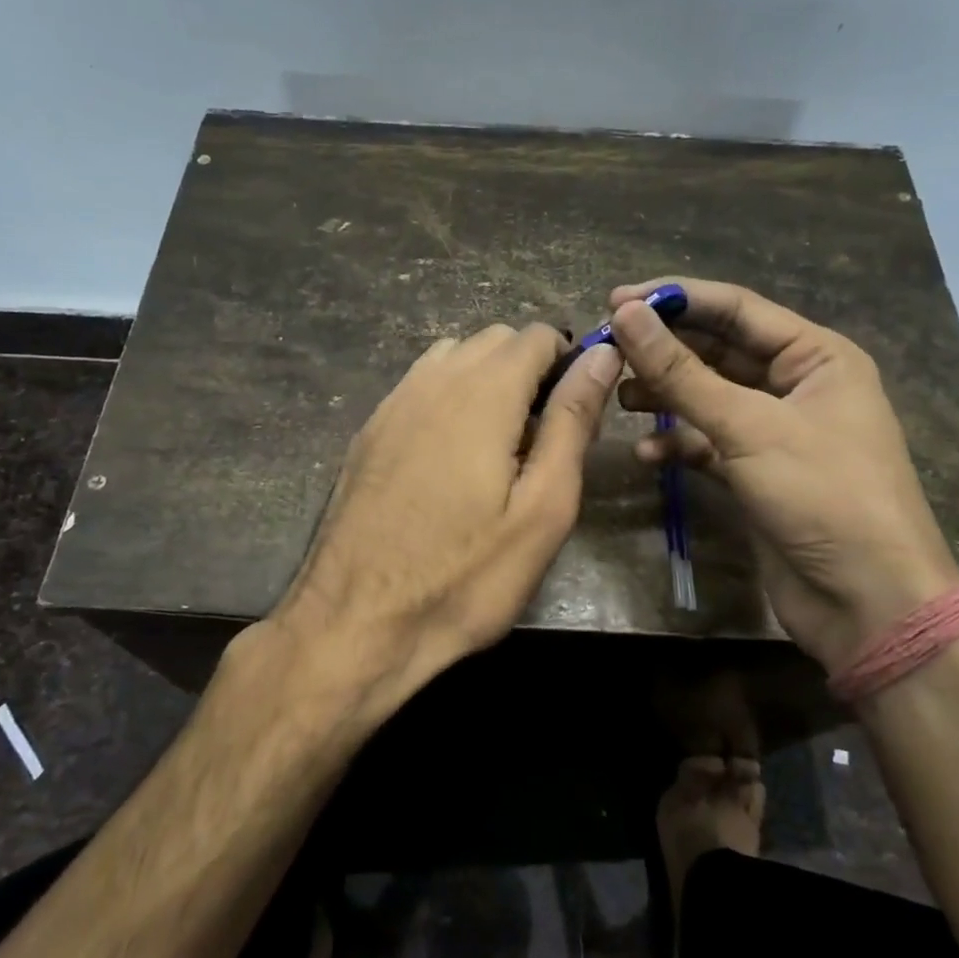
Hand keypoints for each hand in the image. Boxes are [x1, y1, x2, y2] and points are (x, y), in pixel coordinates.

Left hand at [266, 323, 621, 717]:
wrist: (356, 622)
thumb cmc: (465, 575)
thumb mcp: (542, 507)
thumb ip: (572, 421)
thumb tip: (602, 354)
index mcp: (482, 392)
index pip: (536, 335)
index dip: (568, 361)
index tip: (577, 412)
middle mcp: (433, 380)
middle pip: (494, 341)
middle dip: (529, 370)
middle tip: (542, 438)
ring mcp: (392, 403)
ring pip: (453, 358)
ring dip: (486, 381)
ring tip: (498, 446)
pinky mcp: (369, 431)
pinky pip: (420, 386)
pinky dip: (449, 398)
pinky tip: (450, 457)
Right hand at [609, 278, 958, 669]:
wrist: (868, 604)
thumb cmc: (823, 496)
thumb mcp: (748, 427)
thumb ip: (681, 372)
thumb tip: (625, 316)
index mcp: (817, 356)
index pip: (736, 309)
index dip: (675, 300)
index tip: (615, 301)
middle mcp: (798, 385)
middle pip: (719, 351)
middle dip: (664, 351)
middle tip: (606, 349)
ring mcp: (777, 431)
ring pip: (709, 397)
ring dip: (665, 396)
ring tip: (618, 398)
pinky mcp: (758, 472)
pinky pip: (709, 442)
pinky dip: (679, 444)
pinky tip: (646, 455)